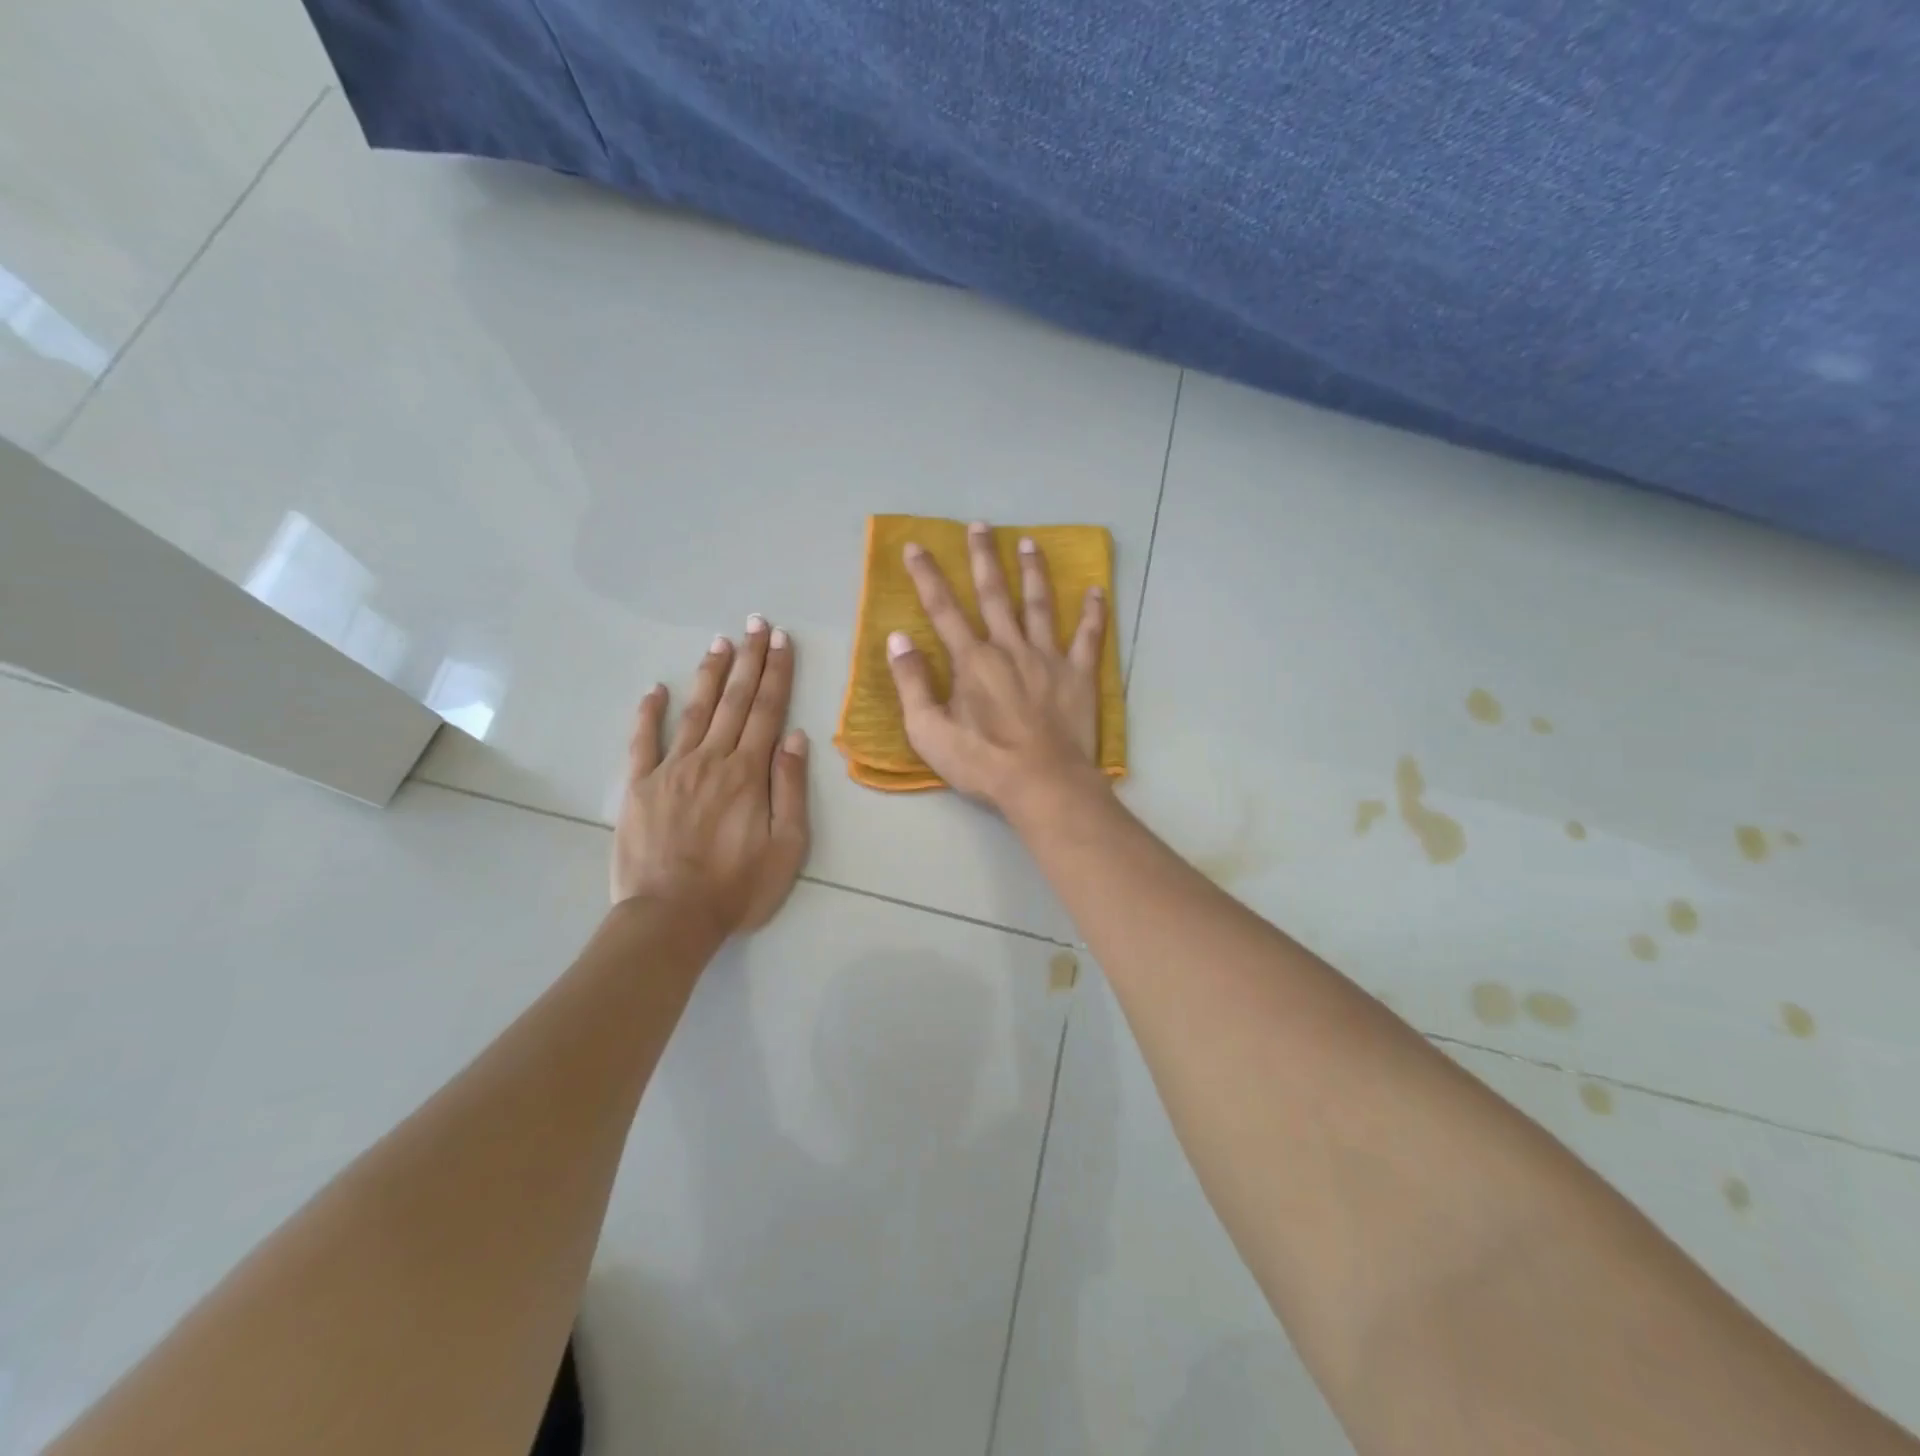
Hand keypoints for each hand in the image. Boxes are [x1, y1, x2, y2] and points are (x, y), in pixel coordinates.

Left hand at [611, 617, 810, 935]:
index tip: (781, 641)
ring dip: (710, 674)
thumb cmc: (737, 888)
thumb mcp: (786, 847)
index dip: (776, 673)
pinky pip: (644, 741)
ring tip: (720, 643)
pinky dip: (649, 713)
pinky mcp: (640, 786)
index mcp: (748, 773)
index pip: (767, 711)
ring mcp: (671, 769)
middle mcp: (711, 759)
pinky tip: (655, 689)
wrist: (670, 918)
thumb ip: (790, 789)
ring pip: (695, 710)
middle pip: (734, 700)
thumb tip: (794, 737)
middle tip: (755, 624)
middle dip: (748, 659)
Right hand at [886, 521, 1107, 812]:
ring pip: (1039, 605)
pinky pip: (1088, 637)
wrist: (1043, 784)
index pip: (943, 609)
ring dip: (1032, 571)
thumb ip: (912, 683)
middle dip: (983, 558)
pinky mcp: (1079, 675)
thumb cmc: (982, 763)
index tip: (916, 546)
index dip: (927, 576)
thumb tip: (897, 639)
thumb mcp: (929, 731)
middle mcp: (1009, 647)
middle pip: (993, 594)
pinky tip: (1096, 590)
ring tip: (1028, 542)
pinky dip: (1093, 612)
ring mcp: (1048, 658)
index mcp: (972, 661)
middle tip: (980, 525)